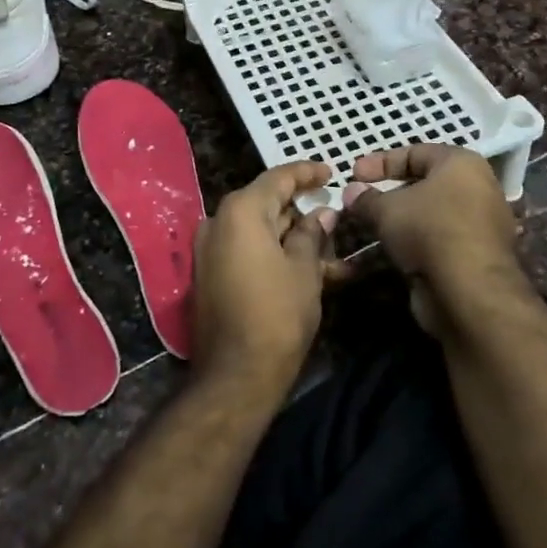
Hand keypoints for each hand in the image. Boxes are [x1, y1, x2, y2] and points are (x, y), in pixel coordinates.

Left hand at [191, 160, 337, 398]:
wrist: (235, 375)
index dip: (306, 173)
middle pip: (267, 204)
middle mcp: (219, 223)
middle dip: (303, 213)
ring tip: (334, 253)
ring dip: (295, 239)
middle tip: (335, 217)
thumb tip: (321, 214)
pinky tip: (310, 270)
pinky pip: (248, 252)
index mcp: (240, 211)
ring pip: (261, 232)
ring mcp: (210, 250)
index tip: (331, 172)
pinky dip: (276, 255)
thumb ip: (312, 234)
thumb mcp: (304, 270)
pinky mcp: (210, 275)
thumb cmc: (277, 314)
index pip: (278, 178)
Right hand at [339, 145, 530, 335]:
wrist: (470, 291)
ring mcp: (479, 224)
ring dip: (399, 220)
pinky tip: (388, 251)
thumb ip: (366, 198)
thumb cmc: (429, 230)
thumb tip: (351, 192)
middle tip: (361, 200)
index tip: (353, 173)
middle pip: (424, 184)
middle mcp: (477, 188)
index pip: (415, 152)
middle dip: (389, 192)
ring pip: (429, 214)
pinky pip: (437, 240)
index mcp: (461, 164)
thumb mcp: (387, 209)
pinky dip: (413, 242)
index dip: (380, 162)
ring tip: (369, 227)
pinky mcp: (475, 256)